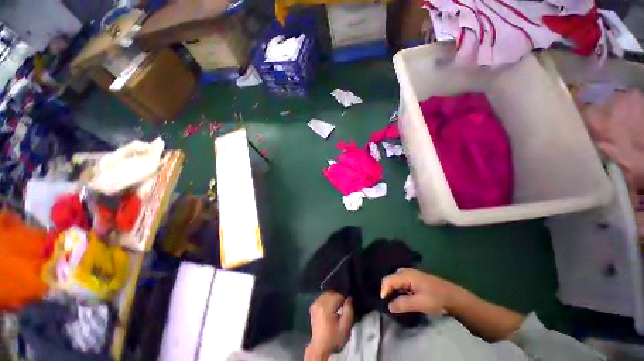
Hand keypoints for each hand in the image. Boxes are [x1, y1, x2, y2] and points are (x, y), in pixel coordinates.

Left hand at [305, 292, 353, 360]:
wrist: (320, 347)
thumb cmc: (334, 337)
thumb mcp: (345, 326)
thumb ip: (349, 310)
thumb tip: (349, 297)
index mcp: (326, 307)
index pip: (339, 295)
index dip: (344, 300)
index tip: (346, 307)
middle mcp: (319, 302)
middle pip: (333, 293)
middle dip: (339, 298)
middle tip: (342, 308)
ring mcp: (315, 303)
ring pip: (328, 294)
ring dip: (333, 298)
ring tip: (337, 308)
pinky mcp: (313, 306)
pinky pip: (323, 297)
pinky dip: (328, 300)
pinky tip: (330, 308)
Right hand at [380, 268, 460, 315]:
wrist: (453, 296)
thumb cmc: (436, 299)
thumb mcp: (420, 303)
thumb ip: (403, 304)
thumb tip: (388, 306)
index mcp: (406, 275)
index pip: (388, 280)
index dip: (383, 291)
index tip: (384, 304)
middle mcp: (405, 271)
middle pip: (390, 279)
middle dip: (387, 291)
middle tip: (388, 304)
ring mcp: (409, 273)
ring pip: (395, 281)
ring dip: (393, 291)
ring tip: (394, 302)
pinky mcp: (413, 278)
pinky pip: (400, 282)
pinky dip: (398, 290)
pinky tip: (401, 298)